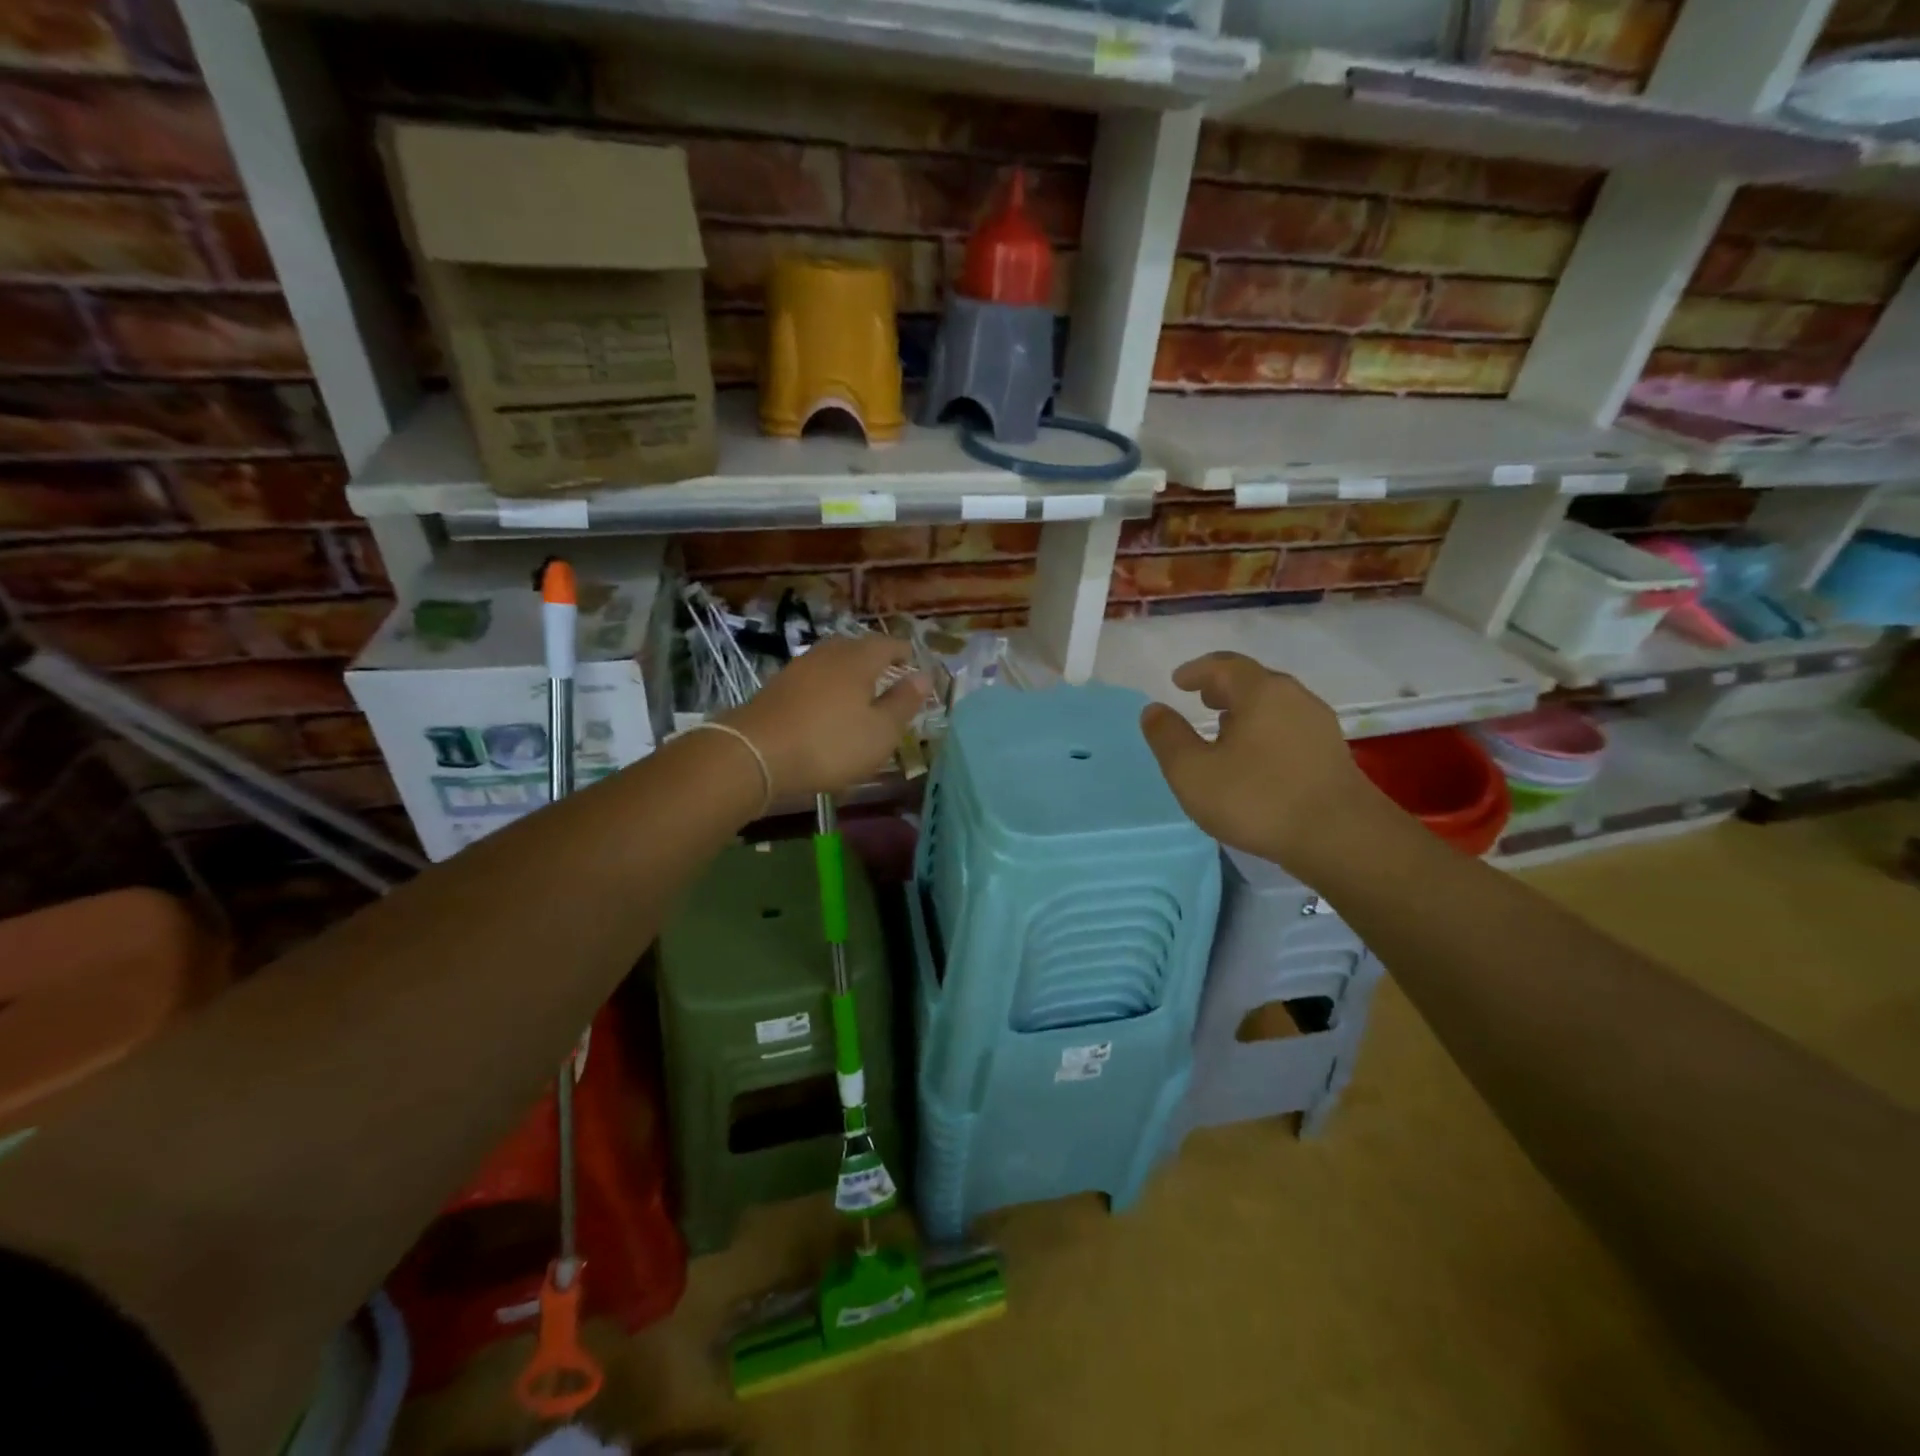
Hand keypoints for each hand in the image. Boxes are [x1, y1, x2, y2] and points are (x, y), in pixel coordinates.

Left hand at [723, 635, 928, 797]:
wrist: (755, 753)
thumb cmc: (830, 743)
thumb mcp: (880, 732)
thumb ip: (903, 702)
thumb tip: (924, 676)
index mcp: (859, 659)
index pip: (888, 644)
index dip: (905, 652)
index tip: (914, 663)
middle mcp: (828, 654)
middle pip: (857, 647)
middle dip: (875, 658)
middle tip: (889, 674)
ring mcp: (799, 668)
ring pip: (832, 661)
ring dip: (848, 672)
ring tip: (859, 692)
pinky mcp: (777, 687)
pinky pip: (813, 678)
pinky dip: (826, 687)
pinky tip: (826, 706)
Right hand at [1139, 652, 1386, 873]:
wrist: (1340, 838)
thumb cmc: (1257, 799)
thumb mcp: (1192, 772)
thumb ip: (1168, 737)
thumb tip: (1154, 710)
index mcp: (1260, 692)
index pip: (1224, 666)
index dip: (1197, 670)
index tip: (1178, 681)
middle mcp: (1294, 698)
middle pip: (1253, 681)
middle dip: (1224, 687)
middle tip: (1201, 698)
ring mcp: (1318, 725)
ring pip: (1274, 705)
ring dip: (1246, 710)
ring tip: (1223, 729)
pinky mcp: (1332, 753)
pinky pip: (1289, 727)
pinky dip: (1265, 729)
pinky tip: (1255, 757)